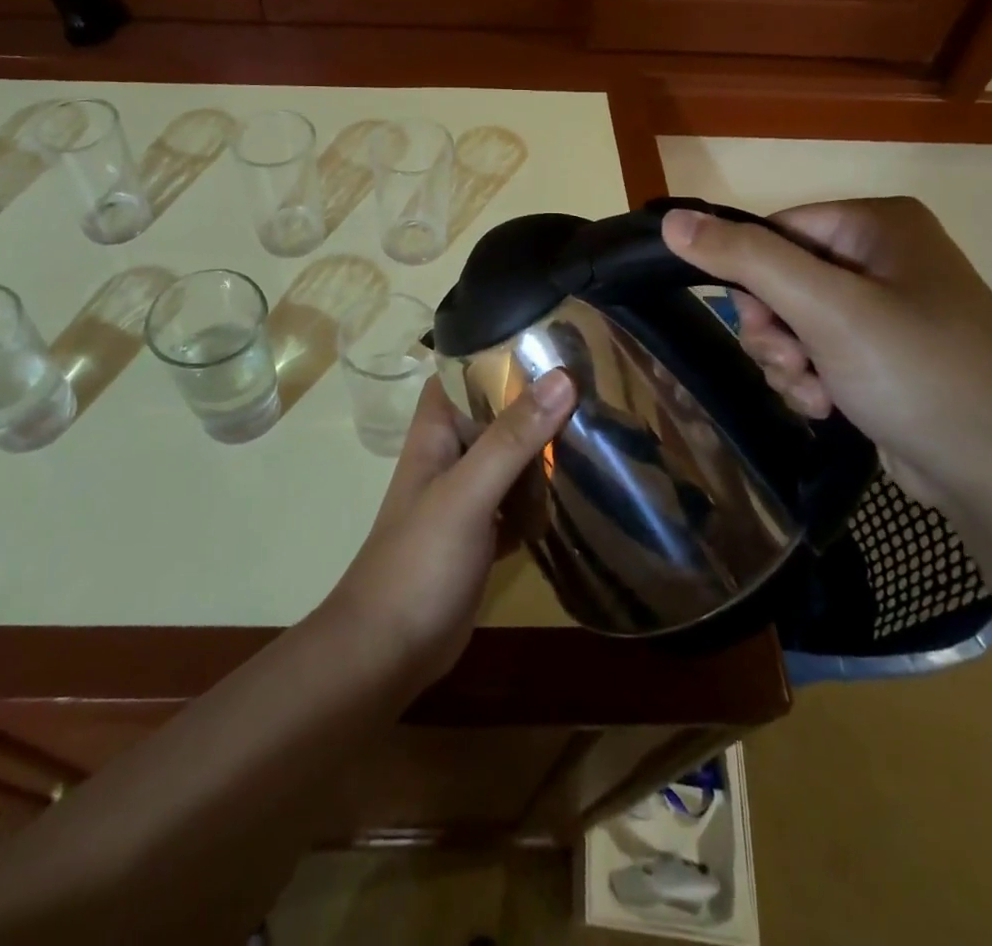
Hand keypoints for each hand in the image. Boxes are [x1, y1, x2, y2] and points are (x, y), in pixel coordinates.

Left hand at [322, 371, 575, 688]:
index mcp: (436, 433)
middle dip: (538, 402)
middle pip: (496, 415)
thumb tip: (562, 377)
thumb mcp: (467, 493)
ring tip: (602, 427)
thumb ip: (511, 437)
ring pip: (511, 459)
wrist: (388, 651)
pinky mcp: (484, 535)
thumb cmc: (419, 561)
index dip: (501, 353)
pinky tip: (584, 491)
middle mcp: (451, 456)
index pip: (465, 373)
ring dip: (546, 449)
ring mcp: (468, 497)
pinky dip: (545, 498)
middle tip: (597, 384)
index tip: (555, 340)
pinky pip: (520, 503)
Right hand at [661, 198, 991, 510]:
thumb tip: (672, 221)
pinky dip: (810, 379)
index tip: (763, 325)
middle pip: (778, 279)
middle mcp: (882, 256)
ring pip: (790, 321)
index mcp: (876, 224)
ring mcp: (885, 308)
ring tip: (816, 391)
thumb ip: (746, 260)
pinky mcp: (882, 355)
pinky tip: (829, 405)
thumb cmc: (918, 372)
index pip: (774, 231)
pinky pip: (816, 351)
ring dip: (787, 360)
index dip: (753, 279)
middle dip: (774, 330)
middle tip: (796, 361)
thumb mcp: (824, 309)